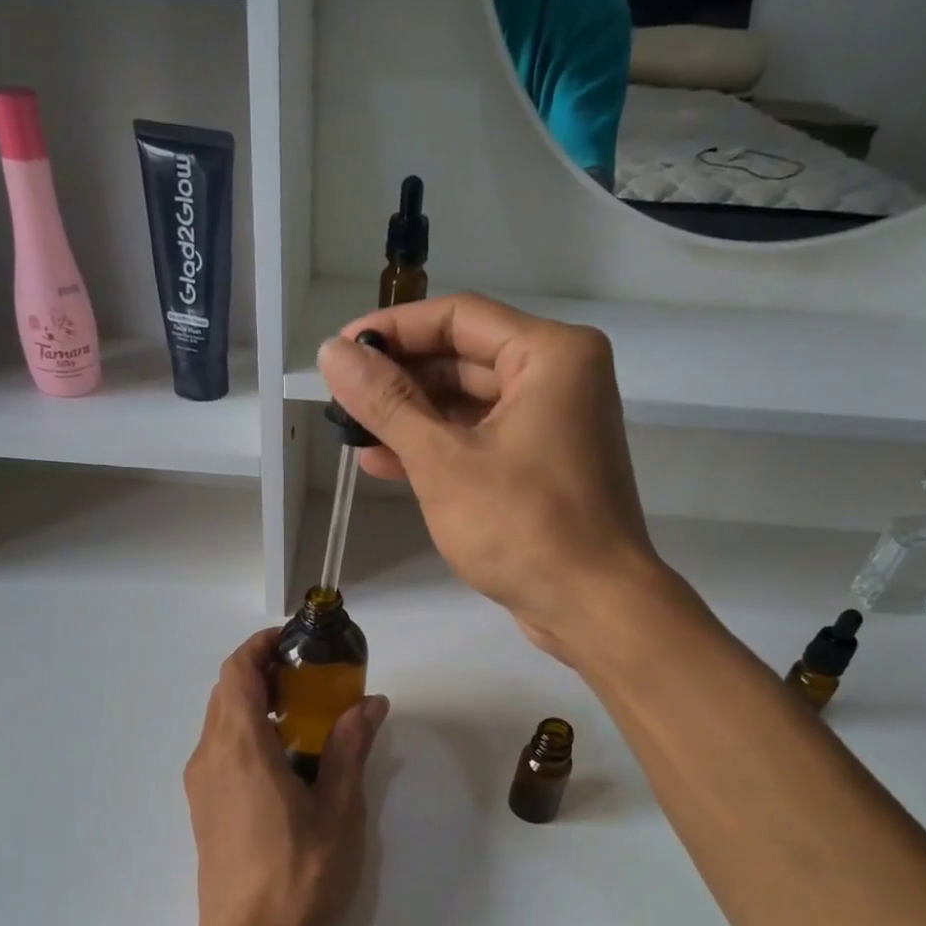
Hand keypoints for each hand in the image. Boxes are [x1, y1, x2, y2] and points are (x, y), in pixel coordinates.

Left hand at [184, 628, 389, 925]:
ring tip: (307, 715)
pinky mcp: (204, 808)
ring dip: (257, 703)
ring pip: (222, 720)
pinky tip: (288, 759)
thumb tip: (370, 703)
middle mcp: (211, 756)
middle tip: (314, 677)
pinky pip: (222, 749)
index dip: (262, 645)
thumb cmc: (298, 875)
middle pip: (227, 691)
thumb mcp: (339, 809)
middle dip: (265, 672)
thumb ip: (349, 748)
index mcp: (240, 747)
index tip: (298, 641)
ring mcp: (202, 784)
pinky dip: (250, 733)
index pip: (237, 671)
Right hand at [317, 294, 668, 657]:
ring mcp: (553, 425)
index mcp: (550, 355)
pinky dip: (438, 449)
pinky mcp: (543, 467)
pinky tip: (385, 463)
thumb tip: (333, 353)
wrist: (593, 608)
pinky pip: (482, 440)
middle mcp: (559, 378)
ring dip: (412, 418)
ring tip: (353, 433)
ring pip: (469, 404)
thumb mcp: (444, 461)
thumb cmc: (523, 527)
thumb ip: (387, 403)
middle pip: (464, 359)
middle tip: (342, 397)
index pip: (458, 318)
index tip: (341, 351)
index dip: (393, 331)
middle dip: (400, 379)